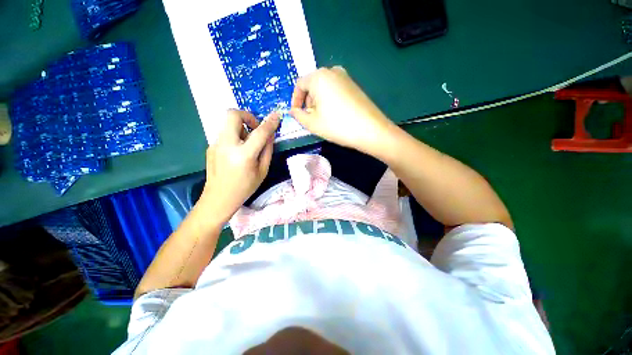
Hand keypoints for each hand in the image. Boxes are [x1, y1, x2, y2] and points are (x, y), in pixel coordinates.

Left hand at [197, 110, 279, 225]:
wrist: (218, 198)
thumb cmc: (245, 188)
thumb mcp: (263, 171)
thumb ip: (267, 150)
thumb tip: (270, 135)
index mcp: (244, 155)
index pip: (259, 132)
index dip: (270, 122)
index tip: (277, 115)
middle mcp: (227, 145)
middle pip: (233, 115)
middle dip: (247, 116)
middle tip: (255, 128)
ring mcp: (215, 144)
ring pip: (228, 123)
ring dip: (241, 127)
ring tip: (248, 144)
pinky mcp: (211, 146)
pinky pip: (225, 133)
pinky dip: (235, 136)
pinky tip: (237, 152)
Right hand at [289, 66, 396, 154]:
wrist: (370, 130)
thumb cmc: (337, 126)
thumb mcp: (312, 123)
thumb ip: (298, 115)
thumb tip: (293, 111)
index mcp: (319, 77)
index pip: (300, 84)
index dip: (295, 100)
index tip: (296, 113)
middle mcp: (332, 71)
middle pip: (312, 85)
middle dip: (307, 102)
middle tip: (309, 118)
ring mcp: (346, 77)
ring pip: (324, 88)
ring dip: (318, 102)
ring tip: (321, 119)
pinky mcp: (354, 86)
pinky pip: (335, 90)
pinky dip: (329, 101)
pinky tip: (334, 115)